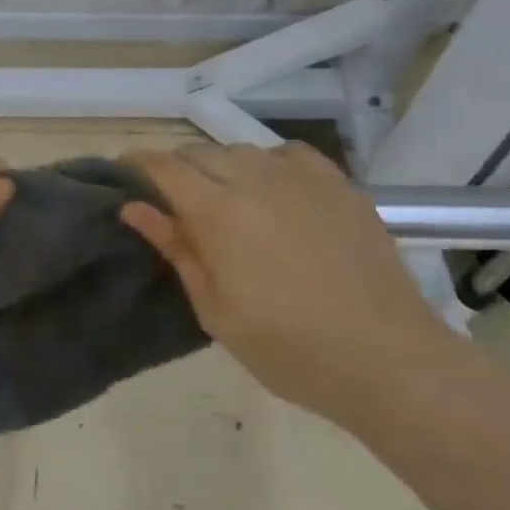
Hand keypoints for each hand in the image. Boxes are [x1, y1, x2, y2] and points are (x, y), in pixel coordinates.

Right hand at [119, 143, 452, 428]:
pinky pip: (287, 154)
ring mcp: (300, 177)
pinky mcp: (337, 183)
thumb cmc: (288, 347)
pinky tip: (275, 192)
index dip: (137, 163)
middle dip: (177, 169)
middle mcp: (254, 178)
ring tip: (226, 201)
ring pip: (241, 151)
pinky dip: (268, 165)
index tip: (123, 171)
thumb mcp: (216, 309)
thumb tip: (134, 208)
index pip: (163, 166)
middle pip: (199, 153)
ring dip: (221, 168)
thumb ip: (176, 249)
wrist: (386, 357)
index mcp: (217, 211)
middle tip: (174, 201)